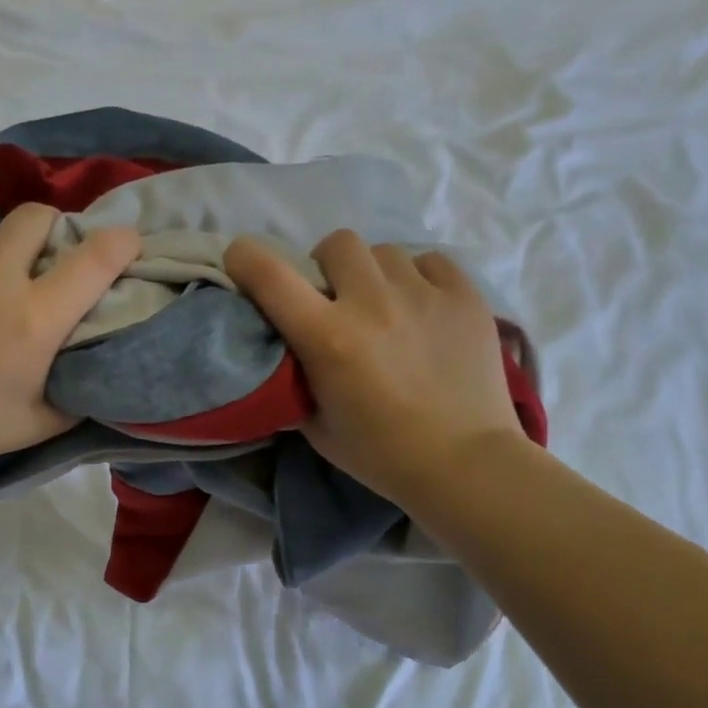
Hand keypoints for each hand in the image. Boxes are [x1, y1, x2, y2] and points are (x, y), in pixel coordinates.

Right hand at [224, 230, 520, 506]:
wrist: (465, 463)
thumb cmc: (382, 455)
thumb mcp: (317, 426)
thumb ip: (296, 380)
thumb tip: (289, 352)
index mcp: (328, 338)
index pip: (271, 276)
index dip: (246, 259)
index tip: (243, 263)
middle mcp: (372, 302)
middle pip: (336, 244)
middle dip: (326, 266)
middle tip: (335, 299)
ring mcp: (423, 293)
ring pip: (384, 251)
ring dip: (372, 274)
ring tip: (384, 307)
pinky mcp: (465, 295)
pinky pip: (429, 262)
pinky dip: (416, 279)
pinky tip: (421, 310)